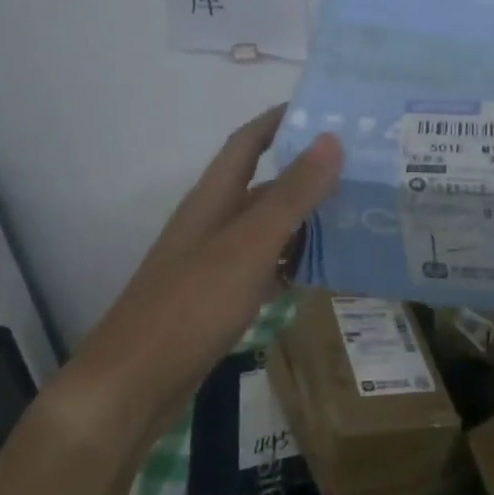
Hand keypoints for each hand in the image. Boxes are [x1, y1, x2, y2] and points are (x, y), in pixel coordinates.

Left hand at [53, 106, 342, 444]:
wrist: (132, 386)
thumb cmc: (190, 305)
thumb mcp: (249, 245)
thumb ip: (292, 195)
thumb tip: (331, 139)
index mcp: (213, 198)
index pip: (248, 142)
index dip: (280, 120)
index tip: (324, 108)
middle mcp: (213, 222)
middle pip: (264, 185)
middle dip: (308, 172)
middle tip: (362, 167)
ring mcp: (214, 262)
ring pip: (268, 227)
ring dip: (306, 218)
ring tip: (357, 214)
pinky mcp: (219, 298)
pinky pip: (265, 265)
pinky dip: (293, 261)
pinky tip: (324, 269)